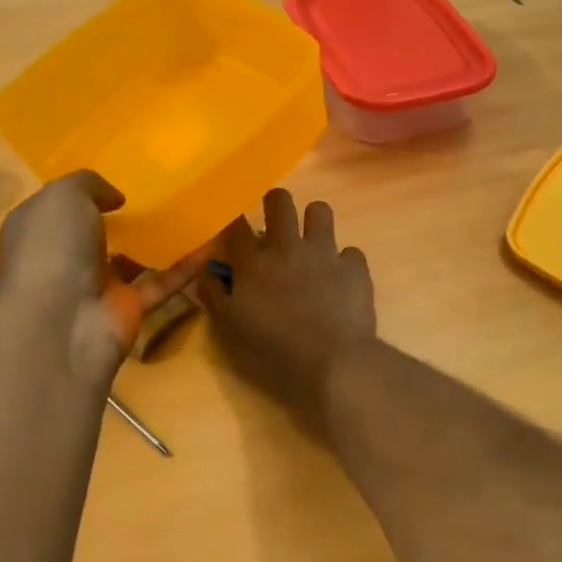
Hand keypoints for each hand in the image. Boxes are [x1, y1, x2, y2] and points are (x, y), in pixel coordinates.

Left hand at [0, 171, 205, 382]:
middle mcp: (63, 258)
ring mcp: (96, 286)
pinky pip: (160, 283)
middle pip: (95, 233)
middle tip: (158, 192)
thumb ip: (89, 183)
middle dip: (122, 217)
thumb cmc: (52, 250)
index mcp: (37, 229)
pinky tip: (210, 247)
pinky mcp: (127, 309)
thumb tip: (115, 198)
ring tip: (190, 215)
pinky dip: (184, 268)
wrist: (59, 326)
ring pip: (130, 260)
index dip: (83, 192)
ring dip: (156, 242)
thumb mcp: (63, 196)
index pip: (58, 207)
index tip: (118, 177)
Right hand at [197, 190, 376, 428]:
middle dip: (275, 204)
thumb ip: (214, 295)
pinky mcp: (355, 266)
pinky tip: (340, 280)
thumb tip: (207, 273)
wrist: (332, 361)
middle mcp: (288, 246)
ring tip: (312, 244)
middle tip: (276, 224)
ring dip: (313, 223)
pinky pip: (350, 251)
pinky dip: (344, 263)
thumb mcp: (230, 328)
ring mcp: (325, 252)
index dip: (233, 220)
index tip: (235, 230)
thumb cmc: (273, 349)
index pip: (236, 223)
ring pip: (319, 210)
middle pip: (279, 200)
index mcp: (253, 261)